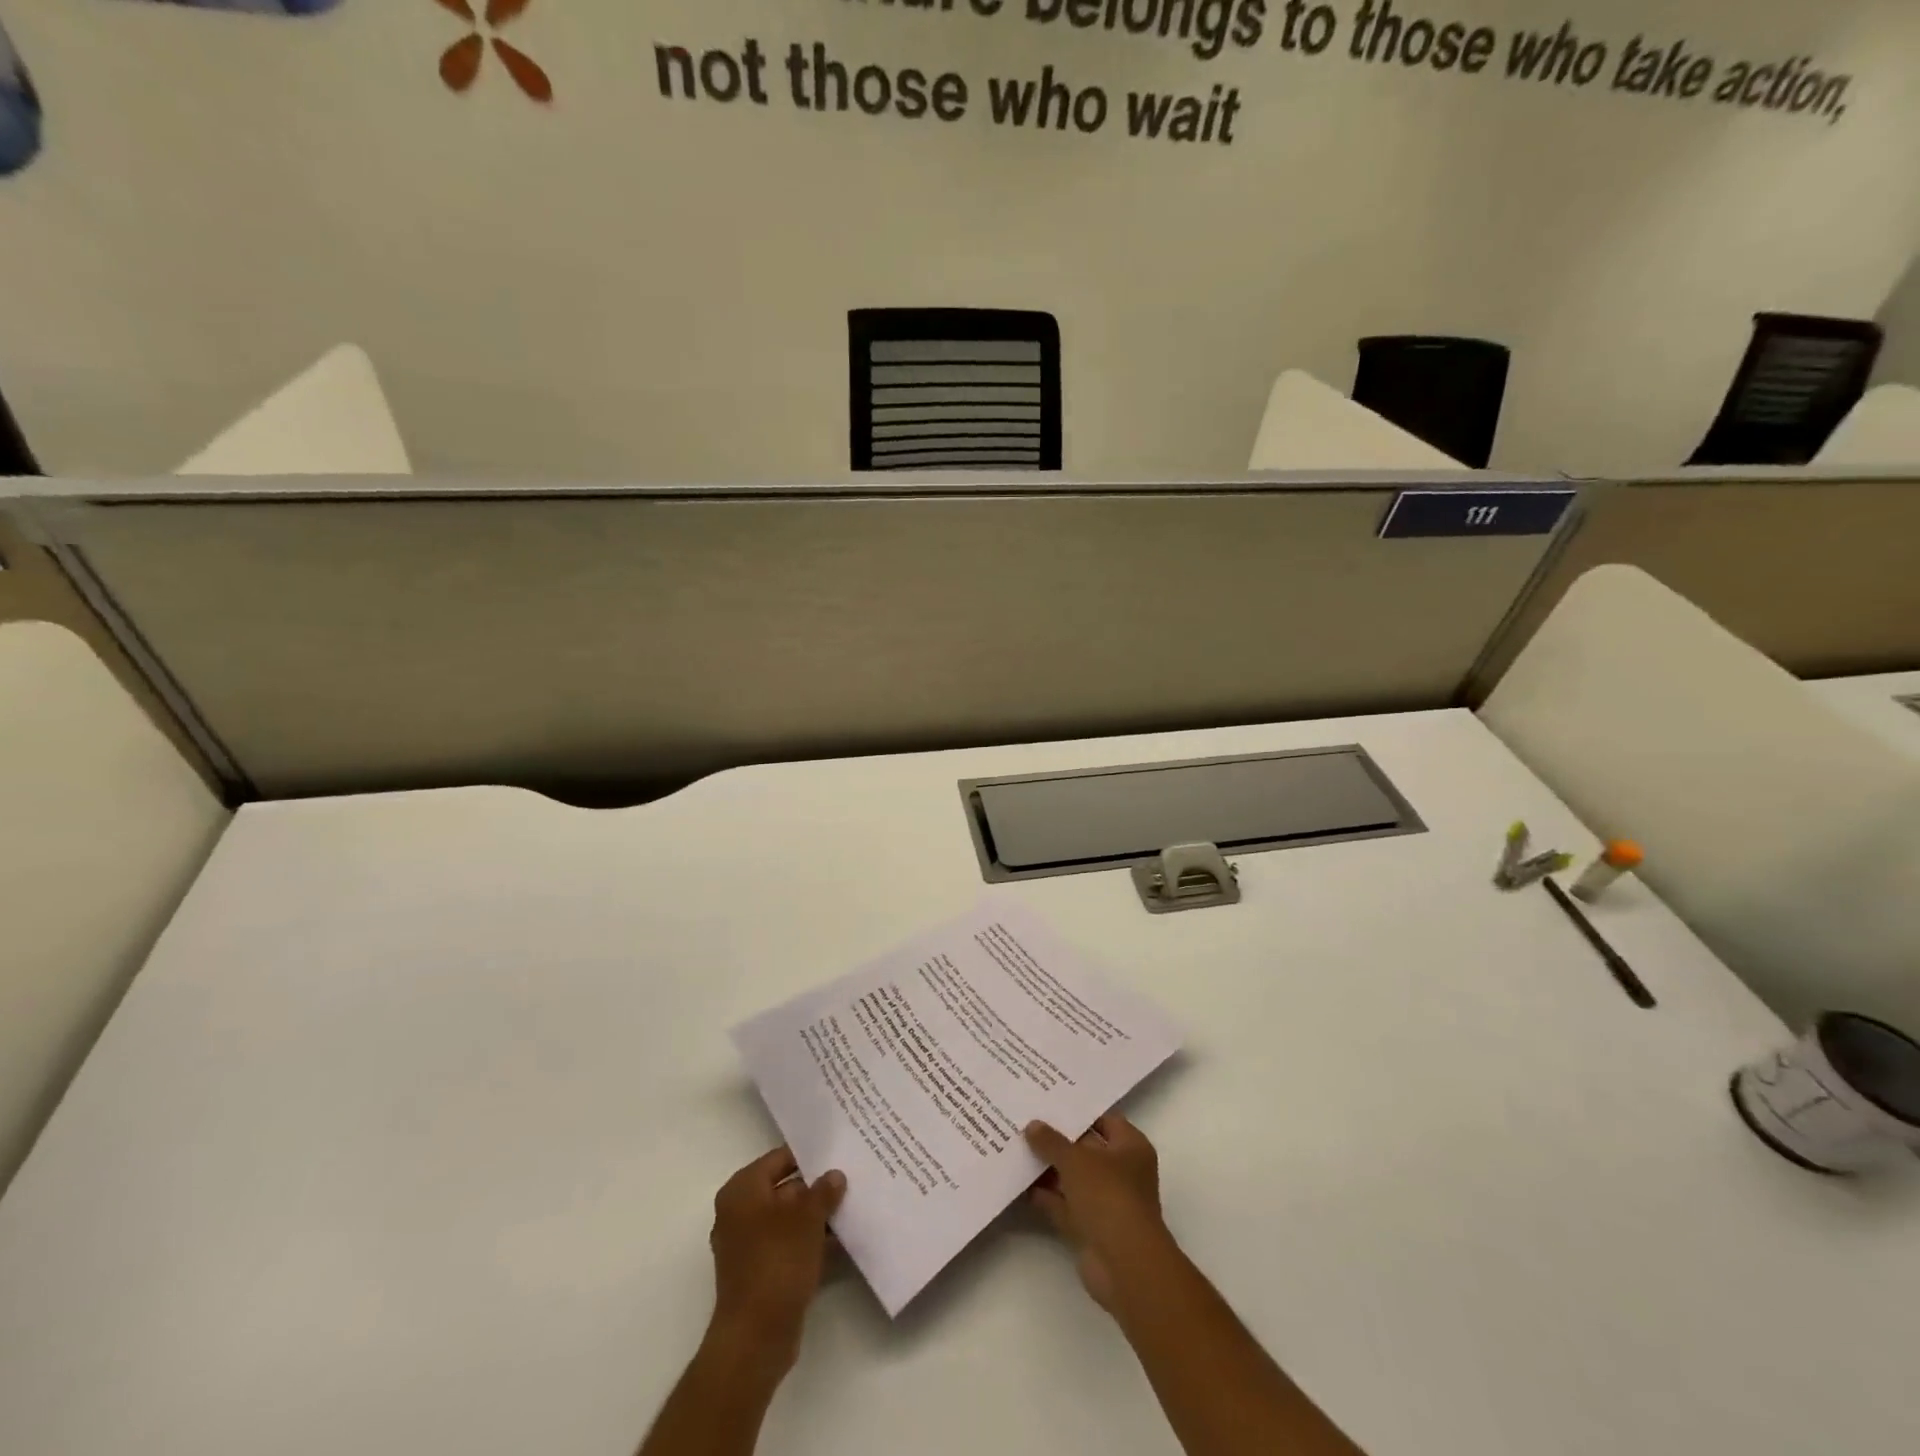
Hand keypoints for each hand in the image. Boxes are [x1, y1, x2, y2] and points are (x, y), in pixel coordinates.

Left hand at [705, 1146, 846, 1374]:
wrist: (755, 1338)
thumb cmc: (777, 1263)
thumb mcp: (807, 1218)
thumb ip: (823, 1192)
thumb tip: (834, 1175)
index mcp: (742, 1191)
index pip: (779, 1159)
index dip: (809, 1156)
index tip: (837, 1153)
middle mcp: (740, 1213)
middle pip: (784, 1189)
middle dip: (816, 1187)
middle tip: (850, 1178)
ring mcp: (748, 1245)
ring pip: (788, 1220)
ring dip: (816, 1217)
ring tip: (852, 1206)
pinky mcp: (760, 1272)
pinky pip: (788, 1245)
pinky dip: (810, 1242)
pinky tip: (841, 1240)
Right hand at [1025, 1113, 1174, 1311]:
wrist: (1124, 1266)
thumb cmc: (1108, 1197)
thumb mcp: (1076, 1159)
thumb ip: (1052, 1141)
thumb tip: (1032, 1125)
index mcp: (1130, 1147)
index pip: (1103, 1119)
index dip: (1077, 1109)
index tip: (1048, 1099)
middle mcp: (1121, 1171)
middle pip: (1085, 1148)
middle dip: (1057, 1138)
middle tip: (1025, 1119)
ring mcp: (1105, 1201)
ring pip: (1073, 1178)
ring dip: (1049, 1168)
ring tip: (1016, 1147)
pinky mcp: (1089, 1227)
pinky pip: (1064, 1204)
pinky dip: (1046, 1196)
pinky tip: (1020, 1183)